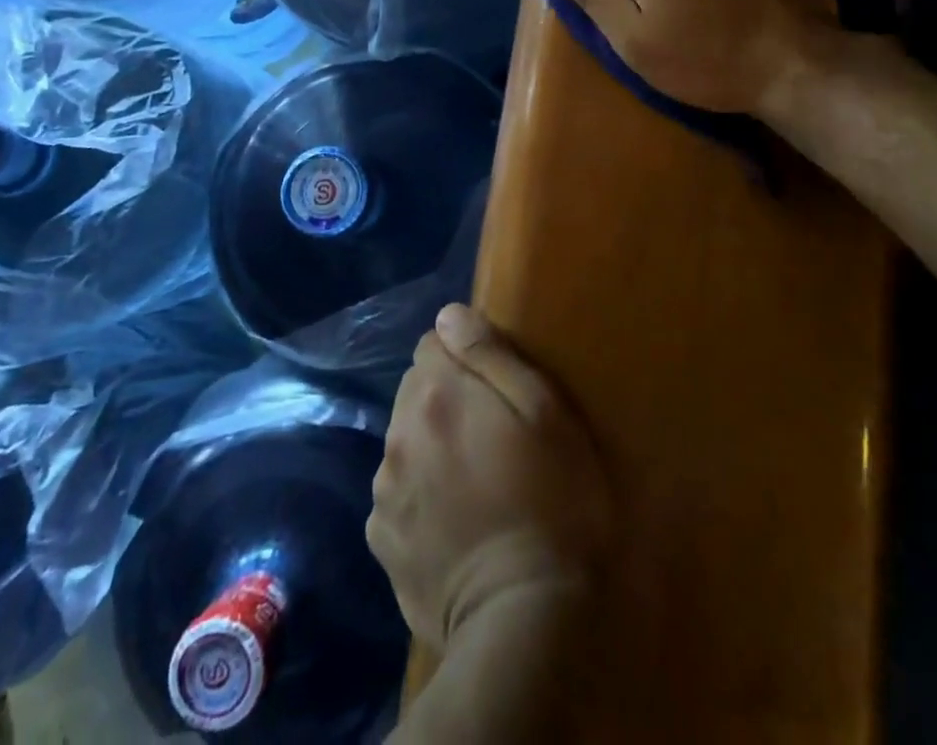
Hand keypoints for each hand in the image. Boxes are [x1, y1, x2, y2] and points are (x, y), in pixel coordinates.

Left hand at [368, 305, 612, 650]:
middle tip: (492, 433)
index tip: (496, 387)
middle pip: (416, 389)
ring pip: (405, 440)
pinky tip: (454, 520)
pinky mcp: (382, 540)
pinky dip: (419, 493)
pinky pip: (397, 493)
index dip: (466, 356)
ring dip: (430, 444)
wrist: (524, 620)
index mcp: (437, 393)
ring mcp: (384, 490)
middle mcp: (399, 432)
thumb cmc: (553, 500)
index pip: (434, 341)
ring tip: (474, 479)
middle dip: (446, 397)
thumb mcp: (544, 410)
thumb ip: (490, 354)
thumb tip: (449, 315)